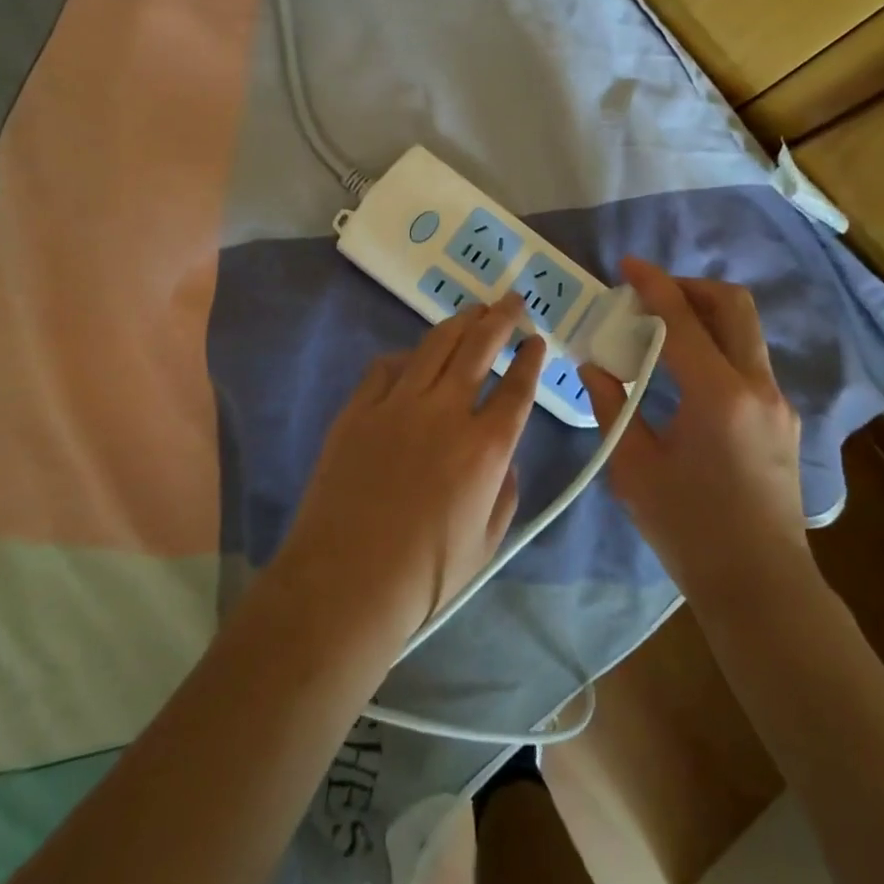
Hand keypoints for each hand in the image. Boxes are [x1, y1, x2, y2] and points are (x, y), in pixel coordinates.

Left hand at [278, 294, 546, 647]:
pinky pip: (386, 367)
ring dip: (459, 323)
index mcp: (486, 447)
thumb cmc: (426, 575)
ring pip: (435, 346)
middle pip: (480, 348)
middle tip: (512, 301)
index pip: (518, 388)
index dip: (531, 359)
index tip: (537, 341)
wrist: (346, 582)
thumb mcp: (488, 543)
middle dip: (501, 319)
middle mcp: (447, 413)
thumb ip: (505, 492)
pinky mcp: (359, 410)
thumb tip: (504, 458)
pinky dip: (407, 355)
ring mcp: (398, 405)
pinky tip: (414, 355)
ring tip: (473, 310)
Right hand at [580, 257, 808, 601]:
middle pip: (733, 305)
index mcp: (717, 396)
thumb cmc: (690, 530)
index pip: (683, 319)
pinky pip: (748, 360)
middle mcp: (756, 386)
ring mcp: (777, 401)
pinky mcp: (783, 418)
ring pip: (745, 330)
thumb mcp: (635, 469)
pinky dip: (717, 345)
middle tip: (650, 296)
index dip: (653, 284)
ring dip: (705, 315)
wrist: (761, 586)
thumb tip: (595, 366)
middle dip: (689, 287)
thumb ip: (612, 407)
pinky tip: (686, 374)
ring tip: (663, 332)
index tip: (627, 265)